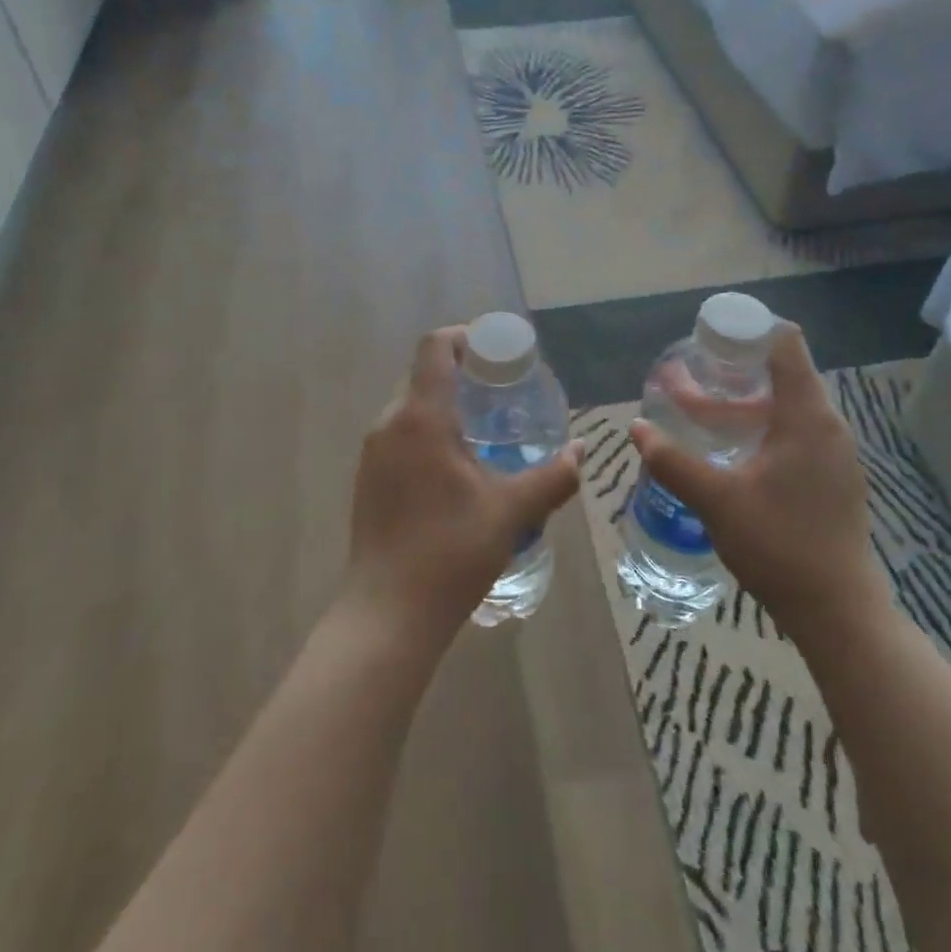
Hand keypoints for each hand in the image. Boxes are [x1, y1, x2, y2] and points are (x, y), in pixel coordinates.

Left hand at [343, 327, 581, 650]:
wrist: (388, 614)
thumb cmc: (451, 552)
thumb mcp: (512, 511)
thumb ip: (553, 477)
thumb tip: (582, 452)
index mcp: (421, 417)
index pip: (435, 347)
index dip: (466, 337)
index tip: (498, 354)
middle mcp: (389, 424)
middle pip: (424, 375)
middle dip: (463, 374)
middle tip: (503, 394)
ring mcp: (373, 453)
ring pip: (411, 407)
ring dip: (446, 405)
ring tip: (486, 431)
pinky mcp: (368, 479)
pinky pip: (400, 435)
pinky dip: (429, 432)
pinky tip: (457, 467)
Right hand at [630, 324, 889, 642]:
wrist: (838, 612)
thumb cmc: (779, 544)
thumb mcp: (716, 500)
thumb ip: (672, 460)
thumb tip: (636, 428)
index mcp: (808, 417)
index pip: (785, 344)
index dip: (747, 331)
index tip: (709, 337)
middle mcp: (827, 426)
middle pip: (781, 375)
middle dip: (732, 371)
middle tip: (690, 375)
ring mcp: (833, 454)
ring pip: (785, 409)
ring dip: (742, 405)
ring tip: (698, 411)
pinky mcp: (831, 479)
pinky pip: (793, 434)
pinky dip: (760, 428)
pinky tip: (729, 451)